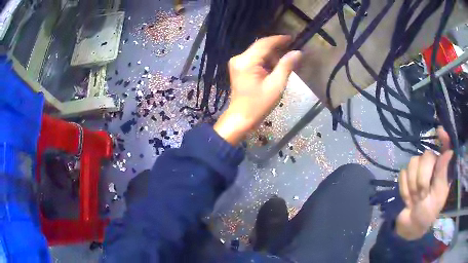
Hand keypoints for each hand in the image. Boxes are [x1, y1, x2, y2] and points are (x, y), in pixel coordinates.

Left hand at [214, 35, 301, 144]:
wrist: (241, 118)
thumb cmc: (259, 104)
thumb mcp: (276, 85)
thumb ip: (286, 66)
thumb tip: (298, 52)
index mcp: (247, 61)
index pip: (265, 43)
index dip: (279, 39)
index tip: (293, 38)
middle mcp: (239, 58)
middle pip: (261, 46)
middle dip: (277, 48)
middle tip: (292, 51)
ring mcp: (237, 62)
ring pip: (258, 52)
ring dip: (272, 56)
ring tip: (285, 63)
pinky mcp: (238, 68)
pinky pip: (254, 59)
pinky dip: (265, 61)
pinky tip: (274, 68)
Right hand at [396, 127, 453, 239]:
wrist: (410, 225)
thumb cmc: (428, 213)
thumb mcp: (438, 197)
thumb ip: (443, 175)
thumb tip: (449, 152)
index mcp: (442, 169)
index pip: (445, 147)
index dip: (443, 137)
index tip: (439, 131)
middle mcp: (431, 165)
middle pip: (425, 156)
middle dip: (422, 179)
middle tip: (421, 196)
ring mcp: (418, 169)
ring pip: (412, 163)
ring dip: (412, 185)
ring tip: (414, 199)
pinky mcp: (406, 176)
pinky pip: (402, 174)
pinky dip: (404, 189)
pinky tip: (408, 199)